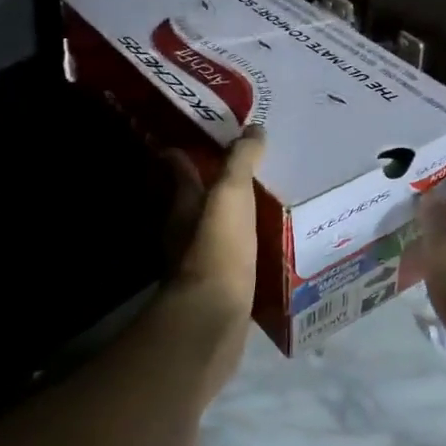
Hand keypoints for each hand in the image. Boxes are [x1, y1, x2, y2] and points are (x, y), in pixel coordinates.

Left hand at [157, 124, 265, 398]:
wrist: (214, 317)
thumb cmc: (218, 247)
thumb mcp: (231, 195)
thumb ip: (241, 161)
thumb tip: (254, 128)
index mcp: (184, 203)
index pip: (178, 168)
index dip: (184, 151)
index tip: (199, 134)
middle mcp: (185, 230)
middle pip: (195, 199)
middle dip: (212, 183)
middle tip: (244, 168)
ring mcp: (201, 260)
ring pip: (215, 228)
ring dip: (232, 216)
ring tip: (264, 203)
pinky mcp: (219, 286)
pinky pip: (233, 256)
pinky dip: (245, 246)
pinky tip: (268, 244)